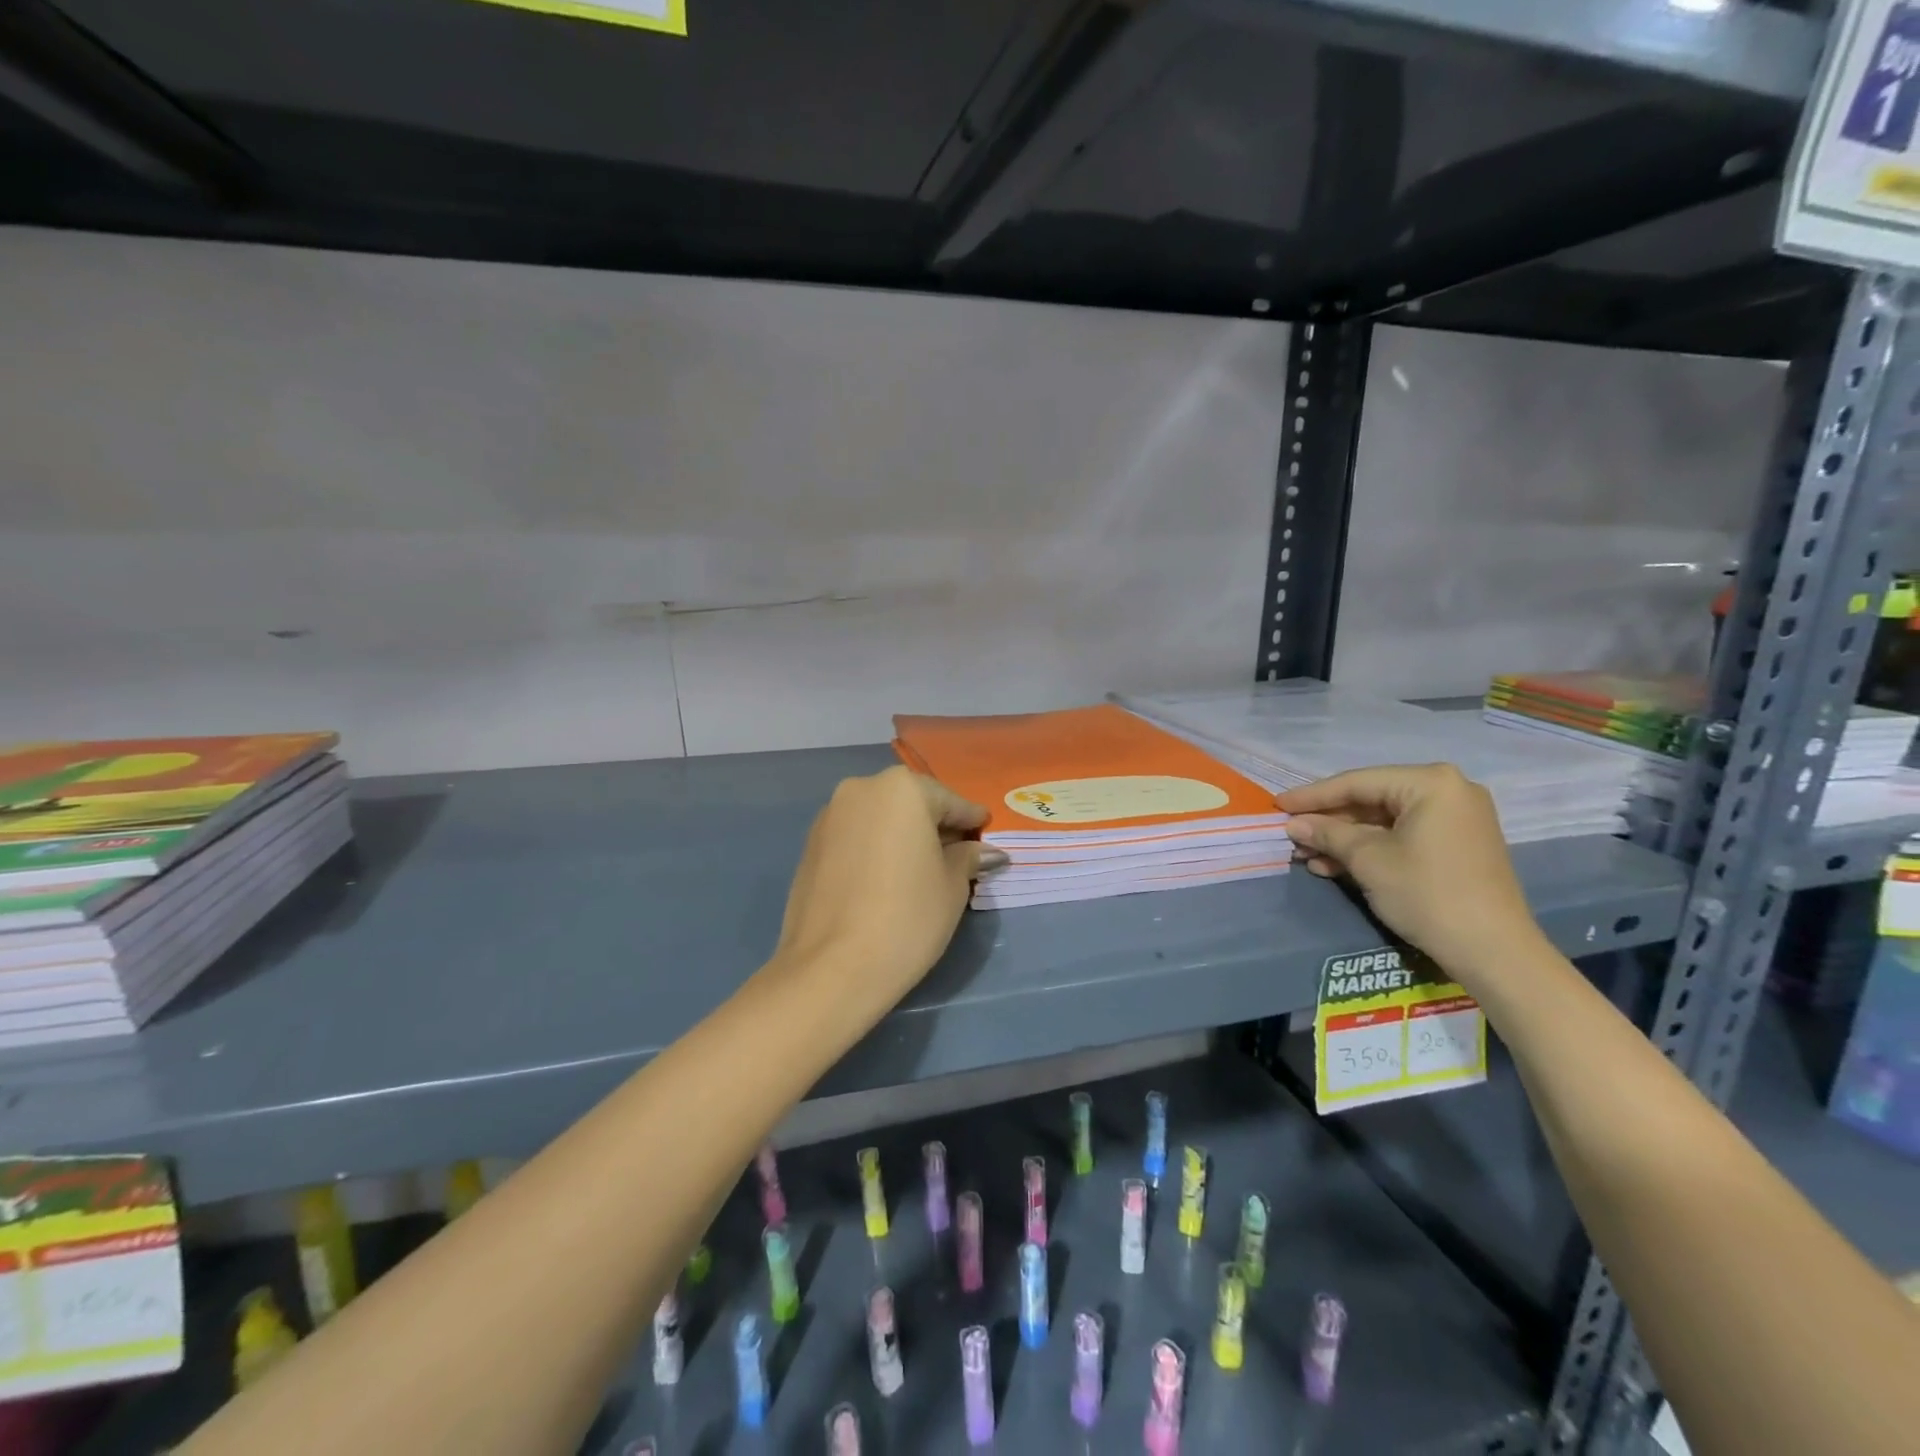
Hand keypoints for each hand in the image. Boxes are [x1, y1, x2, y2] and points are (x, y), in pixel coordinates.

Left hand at [770, 767, 1006, 1012]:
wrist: (831, 968)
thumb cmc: (907, 917)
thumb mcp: (952, 886)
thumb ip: (968, 857)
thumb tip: (983, 851)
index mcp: (901, 789)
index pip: (949, 801)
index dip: (971, 820)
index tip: (985, 832)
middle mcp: (861, 789)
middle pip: (910, 803)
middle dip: (934, 825)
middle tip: (958, 853)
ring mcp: (829, 817)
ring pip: (879, 818)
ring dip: (902, 836)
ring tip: (921, 868)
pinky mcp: (809, 846)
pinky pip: (855, 837)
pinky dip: (875, 848)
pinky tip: (887, 877)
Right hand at [1279, 764, 1544, 984]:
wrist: (1493, 951)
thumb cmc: (1427, 894)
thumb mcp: (1368, 861)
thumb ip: (1327, 834)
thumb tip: (1293, 824)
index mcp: (1430, 783)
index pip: (1356, 783)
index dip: (1311, 796)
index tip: (1277, 805)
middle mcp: (1448, 791)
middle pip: (1371, 800)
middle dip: (1329, 821)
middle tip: (1292, 834)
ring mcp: (1456, 819)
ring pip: (1384, 821)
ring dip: (1344, 839)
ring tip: (1307, 856)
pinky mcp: (1456, 845)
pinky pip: (1402, 836)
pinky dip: (1370, 850)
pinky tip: (1334, 865)